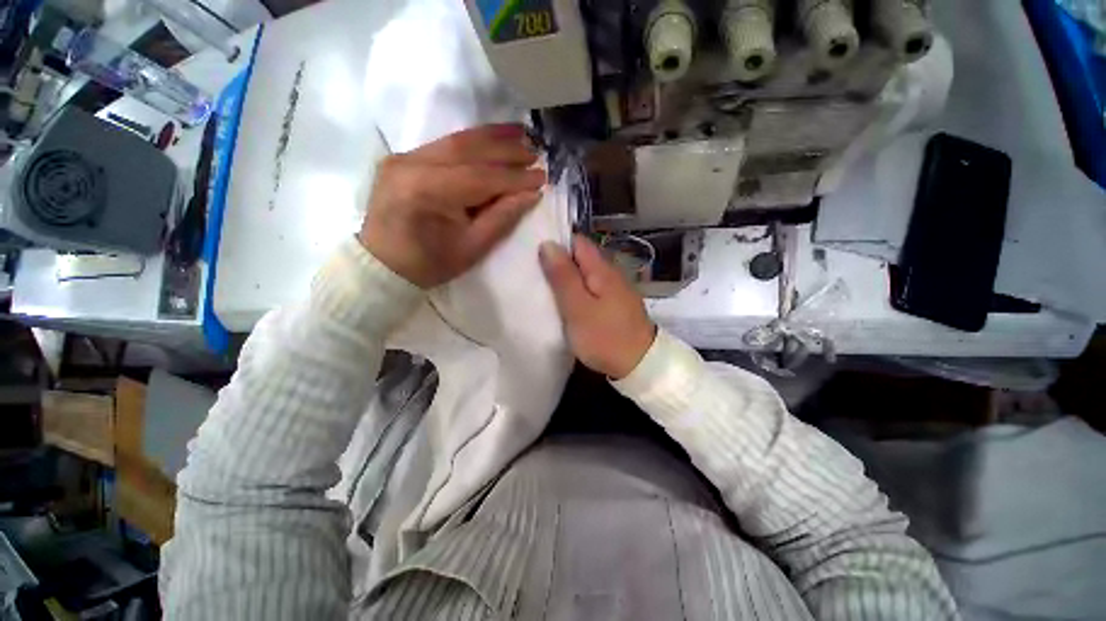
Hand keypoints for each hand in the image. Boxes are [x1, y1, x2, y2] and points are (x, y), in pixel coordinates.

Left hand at [359, 124, 545, 287]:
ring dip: (491, 136)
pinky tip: (492, 138)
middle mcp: (411, 165)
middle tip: (535, 151)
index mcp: (427, 192)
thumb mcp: (473, 248)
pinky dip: (471, 142)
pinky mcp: (402, 158)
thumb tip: (531, 193)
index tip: (542, 177)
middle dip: (506, 150)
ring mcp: (402, 157)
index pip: (481, 178)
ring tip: (520, 132)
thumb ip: (502, 217)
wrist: (383, 266)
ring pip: (455, 140)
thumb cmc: (430, 264)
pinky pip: (443, 145)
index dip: (515, 178)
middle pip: (468, 150)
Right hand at [539, 234, 656, 378]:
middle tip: (533, 272)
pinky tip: (565, 301)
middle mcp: (610, 273)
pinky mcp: (614, 304)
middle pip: (580, 257)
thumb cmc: (605, 337)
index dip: (555, 243)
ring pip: (585, 274)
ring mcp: (614, 289)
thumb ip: (563, 276)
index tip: (533, 251)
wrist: (640, 365)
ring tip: (543, 286)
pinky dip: (577, 291)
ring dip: (566, 278)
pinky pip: (591, 289)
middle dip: (558, 262)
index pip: (576, 241)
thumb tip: (548, 244)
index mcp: (601, 268)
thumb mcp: (577, 307)